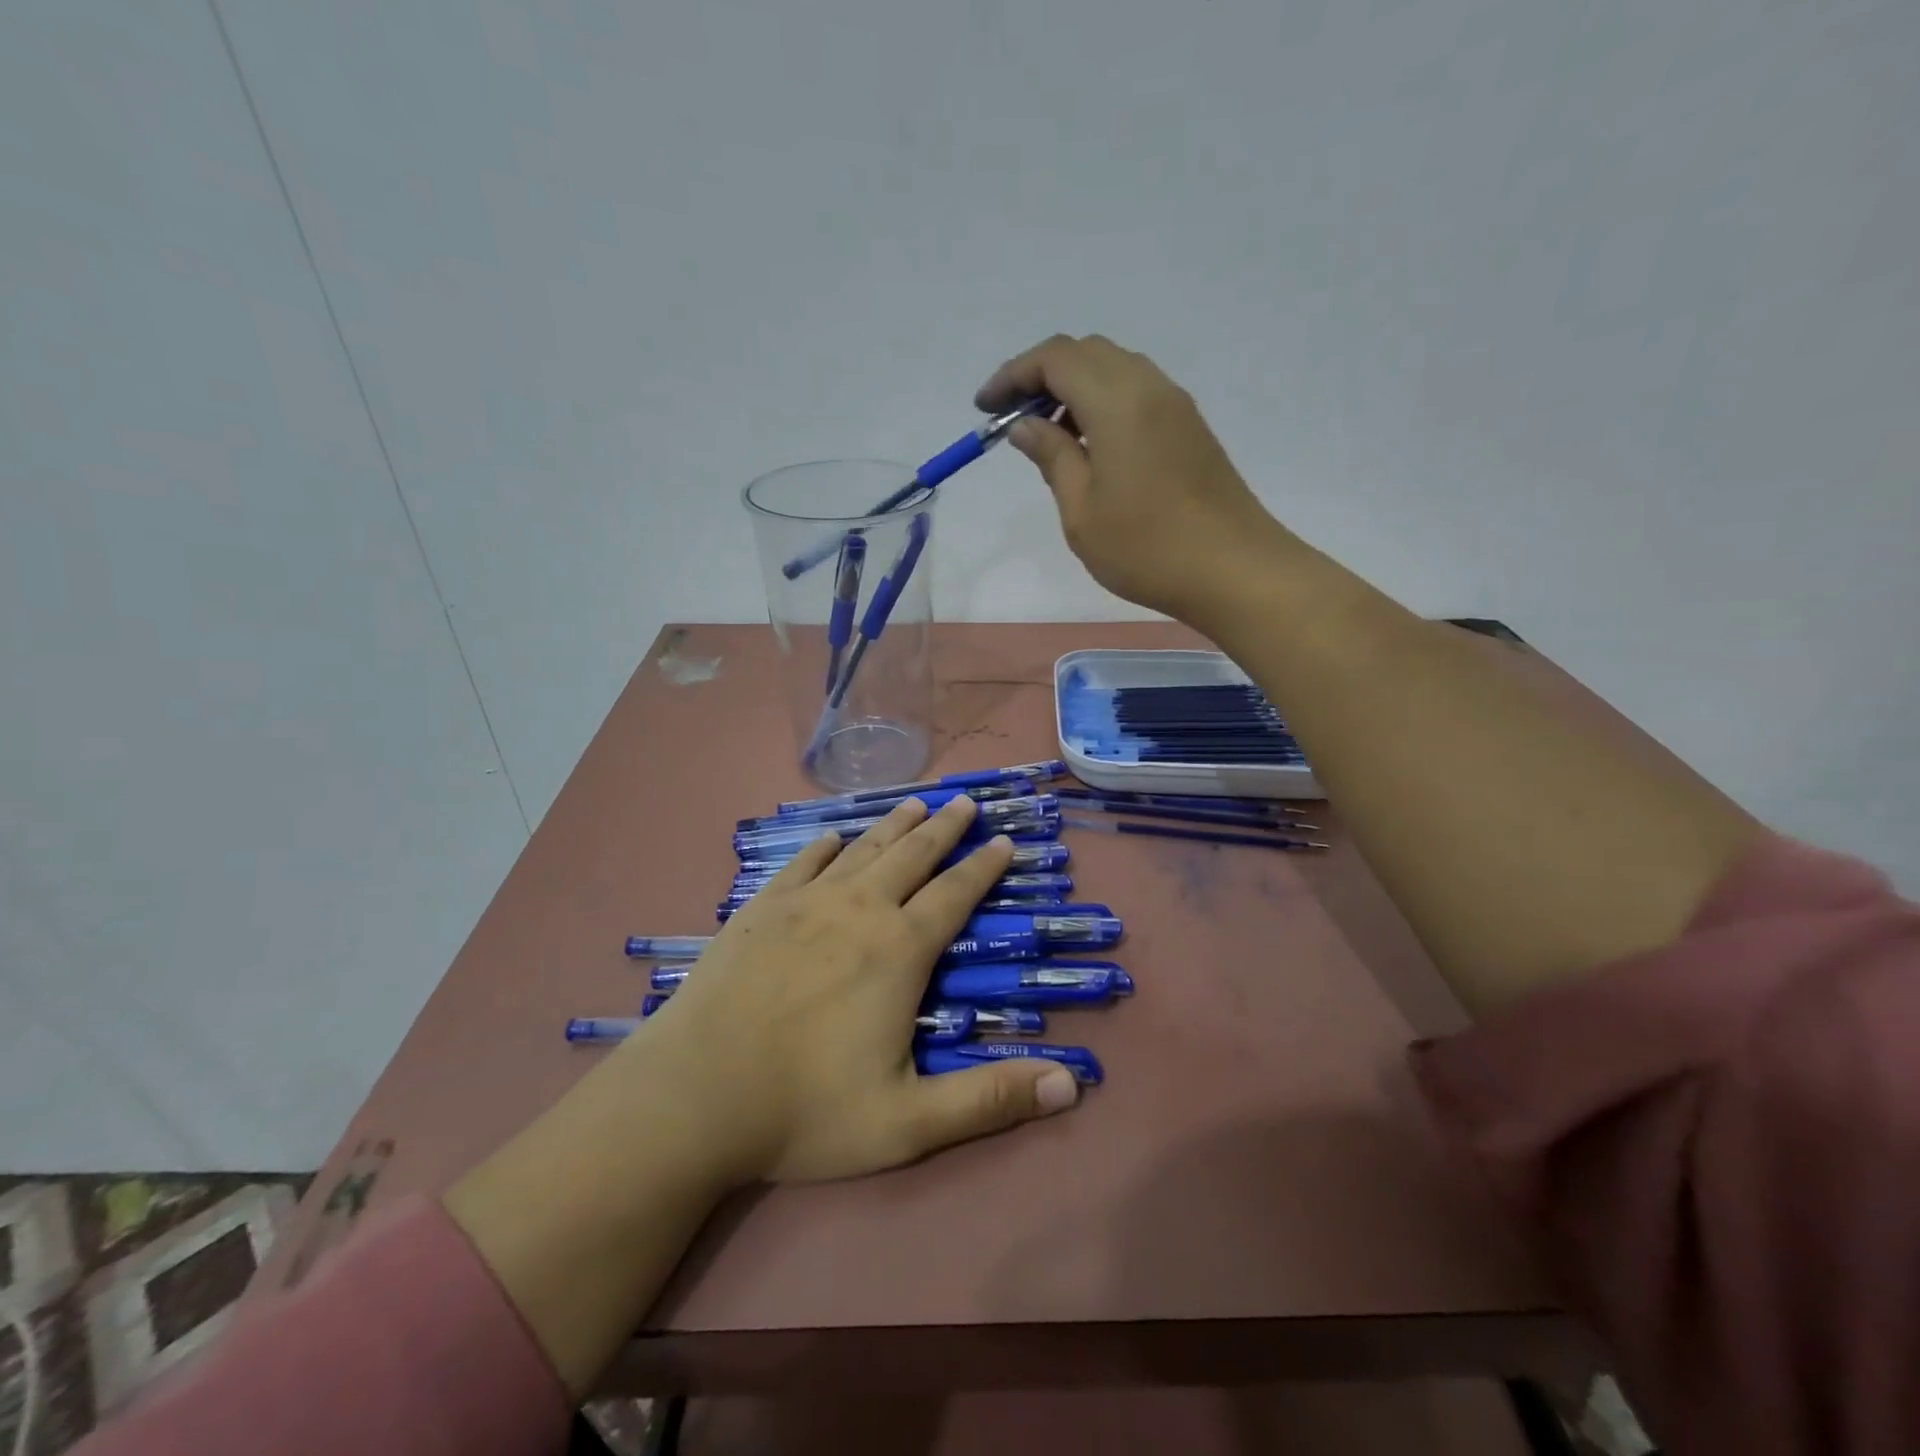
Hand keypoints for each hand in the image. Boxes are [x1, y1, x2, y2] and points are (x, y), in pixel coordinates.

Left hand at [617, 795, 1080, 1187]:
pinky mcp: (760, 910)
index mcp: (899, 951)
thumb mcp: (909, 1122)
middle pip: (912, 855)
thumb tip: (1072, 1086)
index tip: (1004, 841)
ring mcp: (805, 904)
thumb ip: (990, 1101)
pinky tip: (832, 839)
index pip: (955, 895)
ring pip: (862, 849)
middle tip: (965, 802)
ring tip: (915, 803)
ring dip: (893, 825)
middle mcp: (858, 910)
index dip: (984, 867)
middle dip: (944, 828)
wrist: (693, 1096)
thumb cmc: (805, 1110)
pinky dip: (825, 847)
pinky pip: (803, 863)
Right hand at [977, 334, 1286, 621]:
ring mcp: (1175, 406)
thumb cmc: (1147, 548)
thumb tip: (1025, 425)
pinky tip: (1090, 450)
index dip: (1013, 375)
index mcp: (1117, 401)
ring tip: (1050, 440)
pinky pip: (1136, 394)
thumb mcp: (1082, 510)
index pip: (1055, 358)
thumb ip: (1052, 457)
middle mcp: (1149, 387)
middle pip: (1086, 354)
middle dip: (1041, 377)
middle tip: (1015, 423)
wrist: (1233, 571)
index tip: (984, 408)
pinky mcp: (1189, 428)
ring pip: (1114, 371)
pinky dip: (1102, 405)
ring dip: (1073, 391)